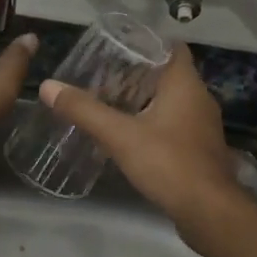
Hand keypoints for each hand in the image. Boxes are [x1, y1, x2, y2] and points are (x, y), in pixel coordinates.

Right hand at [39, 44, 247, 231]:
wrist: (209, 213)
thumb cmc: (169, 163)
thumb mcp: (120, 136)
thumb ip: (85, 110)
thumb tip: (47, 86)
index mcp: (185, 84)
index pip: (170, 47)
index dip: (145, 43)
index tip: (115, 47)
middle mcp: (199, 98)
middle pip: (167, 74)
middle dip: (136, 74)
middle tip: (101, 77)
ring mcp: (203, 126)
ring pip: (171, 101)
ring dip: (144, 100)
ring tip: (110, 103)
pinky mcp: (200, 149)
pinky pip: (175, 125)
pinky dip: (154, 123)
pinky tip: (130, 135)